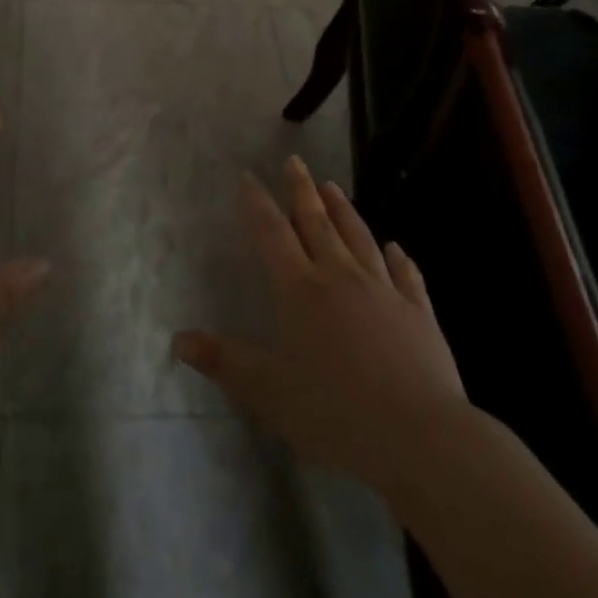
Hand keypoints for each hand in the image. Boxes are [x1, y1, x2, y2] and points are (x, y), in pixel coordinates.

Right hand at [173, 158, 468, 491]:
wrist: (419, 436)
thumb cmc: (334, 412)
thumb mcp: (268, 391)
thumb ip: (224, 361)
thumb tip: (178, 339)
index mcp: (300, 290)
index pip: (272, 233)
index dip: (257, 202)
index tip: (248, 175)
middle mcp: (341, 277)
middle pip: (317, 223)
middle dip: (302, 190)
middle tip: (295, 161)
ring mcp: (384, 291)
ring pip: (359, 238)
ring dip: (344, 210)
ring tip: (333, 186)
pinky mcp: (419, 313)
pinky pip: (406, 275)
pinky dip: (397, 258)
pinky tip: (394, 247)